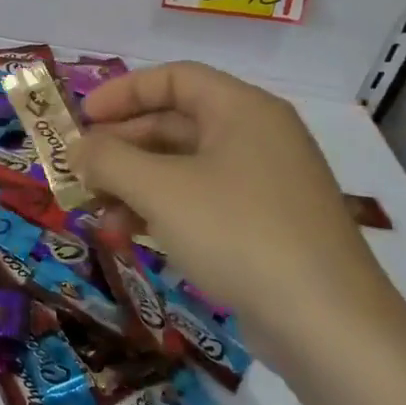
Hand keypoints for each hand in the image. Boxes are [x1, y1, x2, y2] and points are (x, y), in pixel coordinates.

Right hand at [71, 62, 405, 373]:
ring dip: (133, 184)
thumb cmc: (238, 233)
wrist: (328, 326)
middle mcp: (256, 137)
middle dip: (121, 147)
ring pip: (182, 168)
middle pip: (174, 124)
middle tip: (80, 170)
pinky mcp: (264, 226)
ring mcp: (263, 184)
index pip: (174, 79)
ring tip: (95, 212)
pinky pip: (200, 202)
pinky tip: (129, 237)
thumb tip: (77, 149)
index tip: (82, 118)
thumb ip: (109, 160)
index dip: (123, 92)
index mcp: (242, 110)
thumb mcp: (160, 190)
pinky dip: (161, 211)